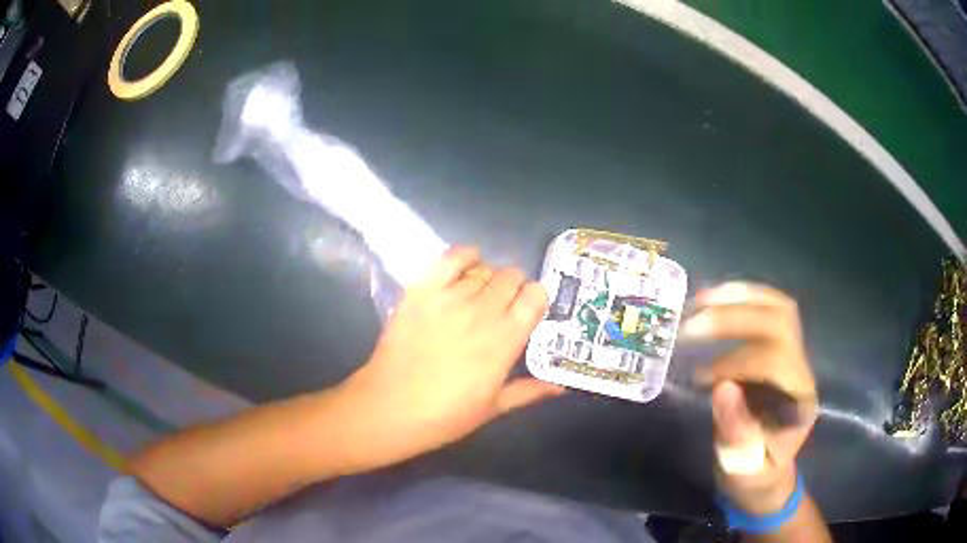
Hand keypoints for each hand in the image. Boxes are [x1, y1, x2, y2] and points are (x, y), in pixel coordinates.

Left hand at [337, 246, 562, 469]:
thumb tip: (560, 386)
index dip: (536, 298)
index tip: (529, 310)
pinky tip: (466, 267)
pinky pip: (450, 258)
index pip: (536, 296)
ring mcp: (450, 298)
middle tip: (503, 306)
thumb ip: (528, 391)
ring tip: (479, 295)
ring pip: (484, 268)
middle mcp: (482, 311)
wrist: (390, 407)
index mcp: (505, 340)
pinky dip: (464, 256)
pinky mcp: (422, 290)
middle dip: (514, 287)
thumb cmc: (445, 415)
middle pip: (511, 276)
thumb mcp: (493, 408)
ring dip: (488, 278)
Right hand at [682, 283, 817, 514]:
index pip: (774, 362)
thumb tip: (722, 387)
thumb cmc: (755, 474)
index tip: (701, 379)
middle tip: (692, 324)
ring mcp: (795, 356)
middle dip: (735, 317)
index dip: (735, 363)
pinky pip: (770, 311)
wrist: (769, 472)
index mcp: (798, 402)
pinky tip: (716, 301)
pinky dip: (743, 299)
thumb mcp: (742, 468)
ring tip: (701, 300)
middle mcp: (802, 370)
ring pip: (779, 308)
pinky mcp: (782, 350)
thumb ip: (736, 431)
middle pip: (781, 322)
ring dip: (740, 298)